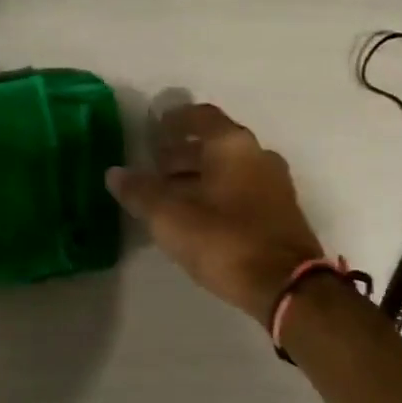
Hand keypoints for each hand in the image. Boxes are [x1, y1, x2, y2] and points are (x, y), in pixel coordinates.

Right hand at [107, 103, 324, 321]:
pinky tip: (199, 216)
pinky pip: (243, 189)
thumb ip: (141, 192)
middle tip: (155, 167)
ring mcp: (275, 183)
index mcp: (233, 146)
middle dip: (183, 153)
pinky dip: (219, 193)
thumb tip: (115, 173)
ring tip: (171, 195)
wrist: (286, 284)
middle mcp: (258, 155)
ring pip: (230, 169)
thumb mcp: (171, 218)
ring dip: (200, 175)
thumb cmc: (225, 241)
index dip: (174, 121)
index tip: (153, 130)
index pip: (200, 117)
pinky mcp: (281, 211)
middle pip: (216, 143)